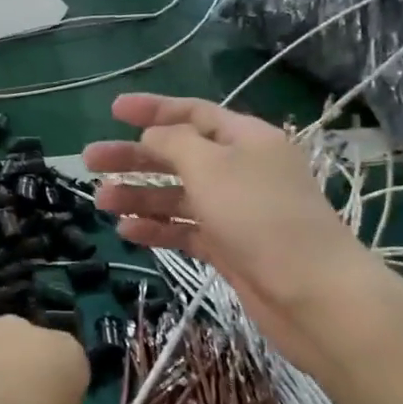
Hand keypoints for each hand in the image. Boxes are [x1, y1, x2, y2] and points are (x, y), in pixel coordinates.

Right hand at [83, 94, 384, 375]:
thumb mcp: (211, 166)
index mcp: (245, 139)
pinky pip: (184, 229)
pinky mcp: (229, 247)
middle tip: (90, 161)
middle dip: (134, 157)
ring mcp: (234, 211)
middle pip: (178, 155)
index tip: (112, 110)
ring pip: (177, 195)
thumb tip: (151, 136)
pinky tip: (127, 232)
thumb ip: (174, 143)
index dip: (152, 109)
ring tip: (100, 202)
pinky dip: (157, 228)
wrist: (312, 294)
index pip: (192, 113)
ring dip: (139, 195)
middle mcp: (240, 170)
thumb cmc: (259, 216)